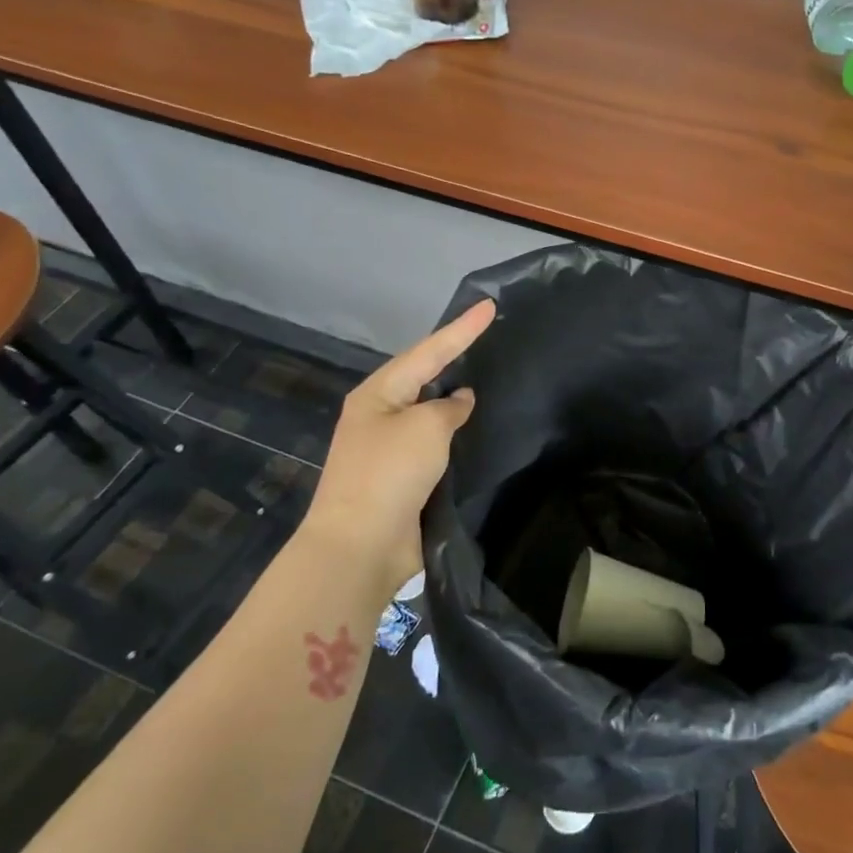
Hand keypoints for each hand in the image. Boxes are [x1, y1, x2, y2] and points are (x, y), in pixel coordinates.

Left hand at [302, 299, 495, 598]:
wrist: (360, 547)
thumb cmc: (389, 474)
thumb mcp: (426, 428)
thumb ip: (449, 407)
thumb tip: (459, 401)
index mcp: (378, 394)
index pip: (428, 351)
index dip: (461, 329)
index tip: (490, 306)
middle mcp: (381, 415)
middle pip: (425, 376)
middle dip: (454, 357)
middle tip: (489, 337)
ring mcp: (390, 448)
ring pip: (431, 412)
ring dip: (457, 398)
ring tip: (491, 377)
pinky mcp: (404, 478)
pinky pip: (436, 444)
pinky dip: (457, 434)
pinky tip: (480, 429)